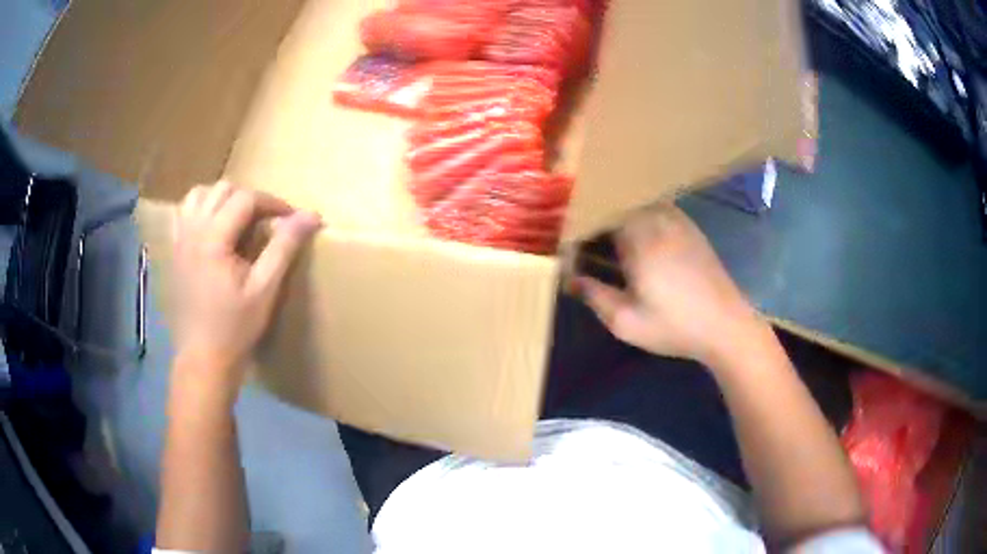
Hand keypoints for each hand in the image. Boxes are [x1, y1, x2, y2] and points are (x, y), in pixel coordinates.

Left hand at [170, 181, 321, 404]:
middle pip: (223, 190)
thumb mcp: (265, 289)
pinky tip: (212, 226)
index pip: (246, 199)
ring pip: (200, 194)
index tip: (291, 219)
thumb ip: (284, 247)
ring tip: (239, 218)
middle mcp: (192, 231)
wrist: (203, 358)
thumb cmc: (235, 328)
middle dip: (250, 198)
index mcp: (213, 239)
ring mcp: (179, 239)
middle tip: (267, 221)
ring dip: (223, 198)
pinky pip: (183, 212)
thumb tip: (310, 215)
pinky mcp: (174, 250)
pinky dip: (201, 208)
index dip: (273, 203)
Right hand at [577, 204, 766, 366]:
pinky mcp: (688, 226)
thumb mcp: (627, 322)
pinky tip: (636, 246)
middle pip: (615, 205)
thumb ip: (594, 295)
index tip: (566, 247)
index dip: (577, 228)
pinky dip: (637, 221)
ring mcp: (676, 218)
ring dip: (616, 220)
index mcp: (639, 236)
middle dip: (595, 222)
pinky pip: (653, 211)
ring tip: (605, 246)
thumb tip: (572, 279)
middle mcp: (657, 217)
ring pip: (634, 206)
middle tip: (582, 247)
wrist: (726, 325)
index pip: (597, 215)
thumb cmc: (675, 326)